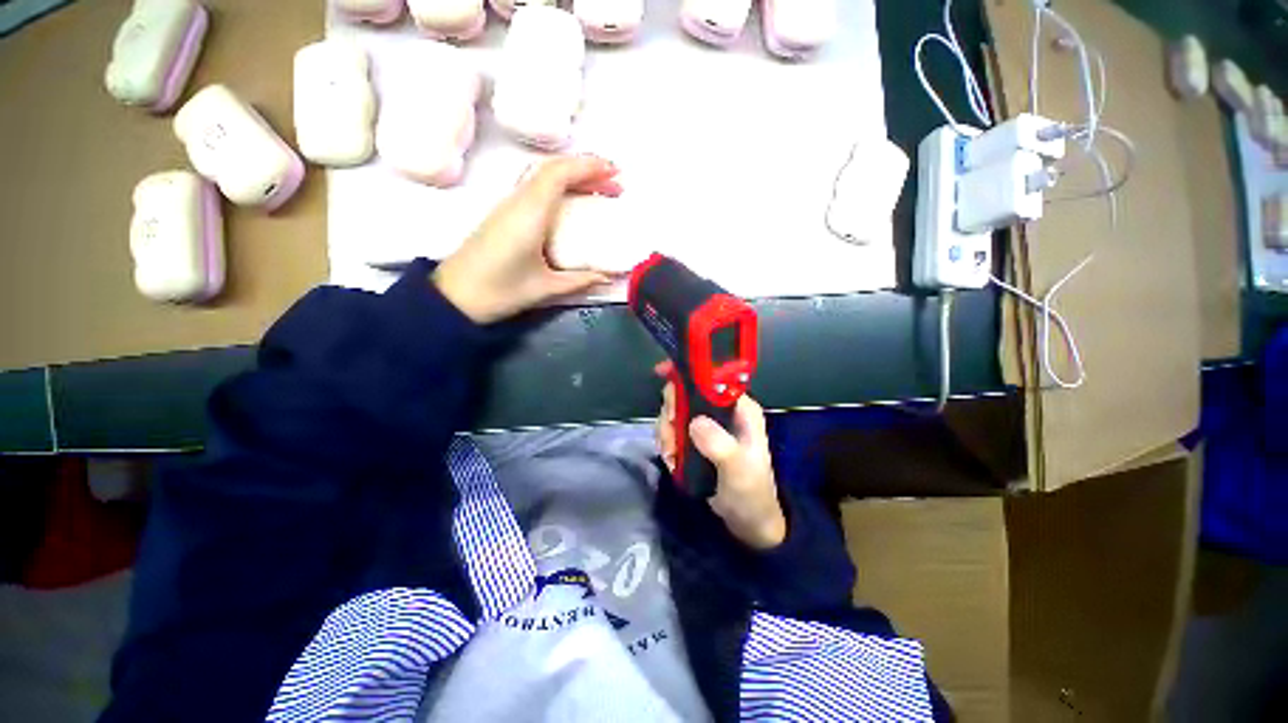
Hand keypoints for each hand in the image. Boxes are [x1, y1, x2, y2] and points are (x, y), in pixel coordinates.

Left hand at [432, 155, 623, 323]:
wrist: (455, 297)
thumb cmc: (500, 291)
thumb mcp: (545, 288)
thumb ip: (579, 280)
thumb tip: (608, 276)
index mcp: (529, 214)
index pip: (559, 174)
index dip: (588, 167)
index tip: (615, 171)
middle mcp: (517, 201)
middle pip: (552, 168)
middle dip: (586, 169)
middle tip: (615, 184)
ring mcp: (508, 205)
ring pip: (542, 175)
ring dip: (573, 175)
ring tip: (599, 190)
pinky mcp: (504, 214)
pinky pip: (535, 187)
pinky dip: (559, 185)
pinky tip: (572, 201)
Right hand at [655, 362, 786, 549]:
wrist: (746, 521)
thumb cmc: (750, 492)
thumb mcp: (738, 470)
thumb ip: (719, 445)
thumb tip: (694, 422)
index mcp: (739, 407)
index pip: (712, 377)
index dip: (687, 371)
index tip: (662, 373)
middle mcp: (721, 410)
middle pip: (685, 392)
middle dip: (671, 411)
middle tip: (671, 434)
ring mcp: (707, 424)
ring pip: (674, 411)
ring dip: (666, 432)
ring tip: (672, 456)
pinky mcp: (695, 438)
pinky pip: (671, 429)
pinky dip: (666, 443)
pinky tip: (673, 460)